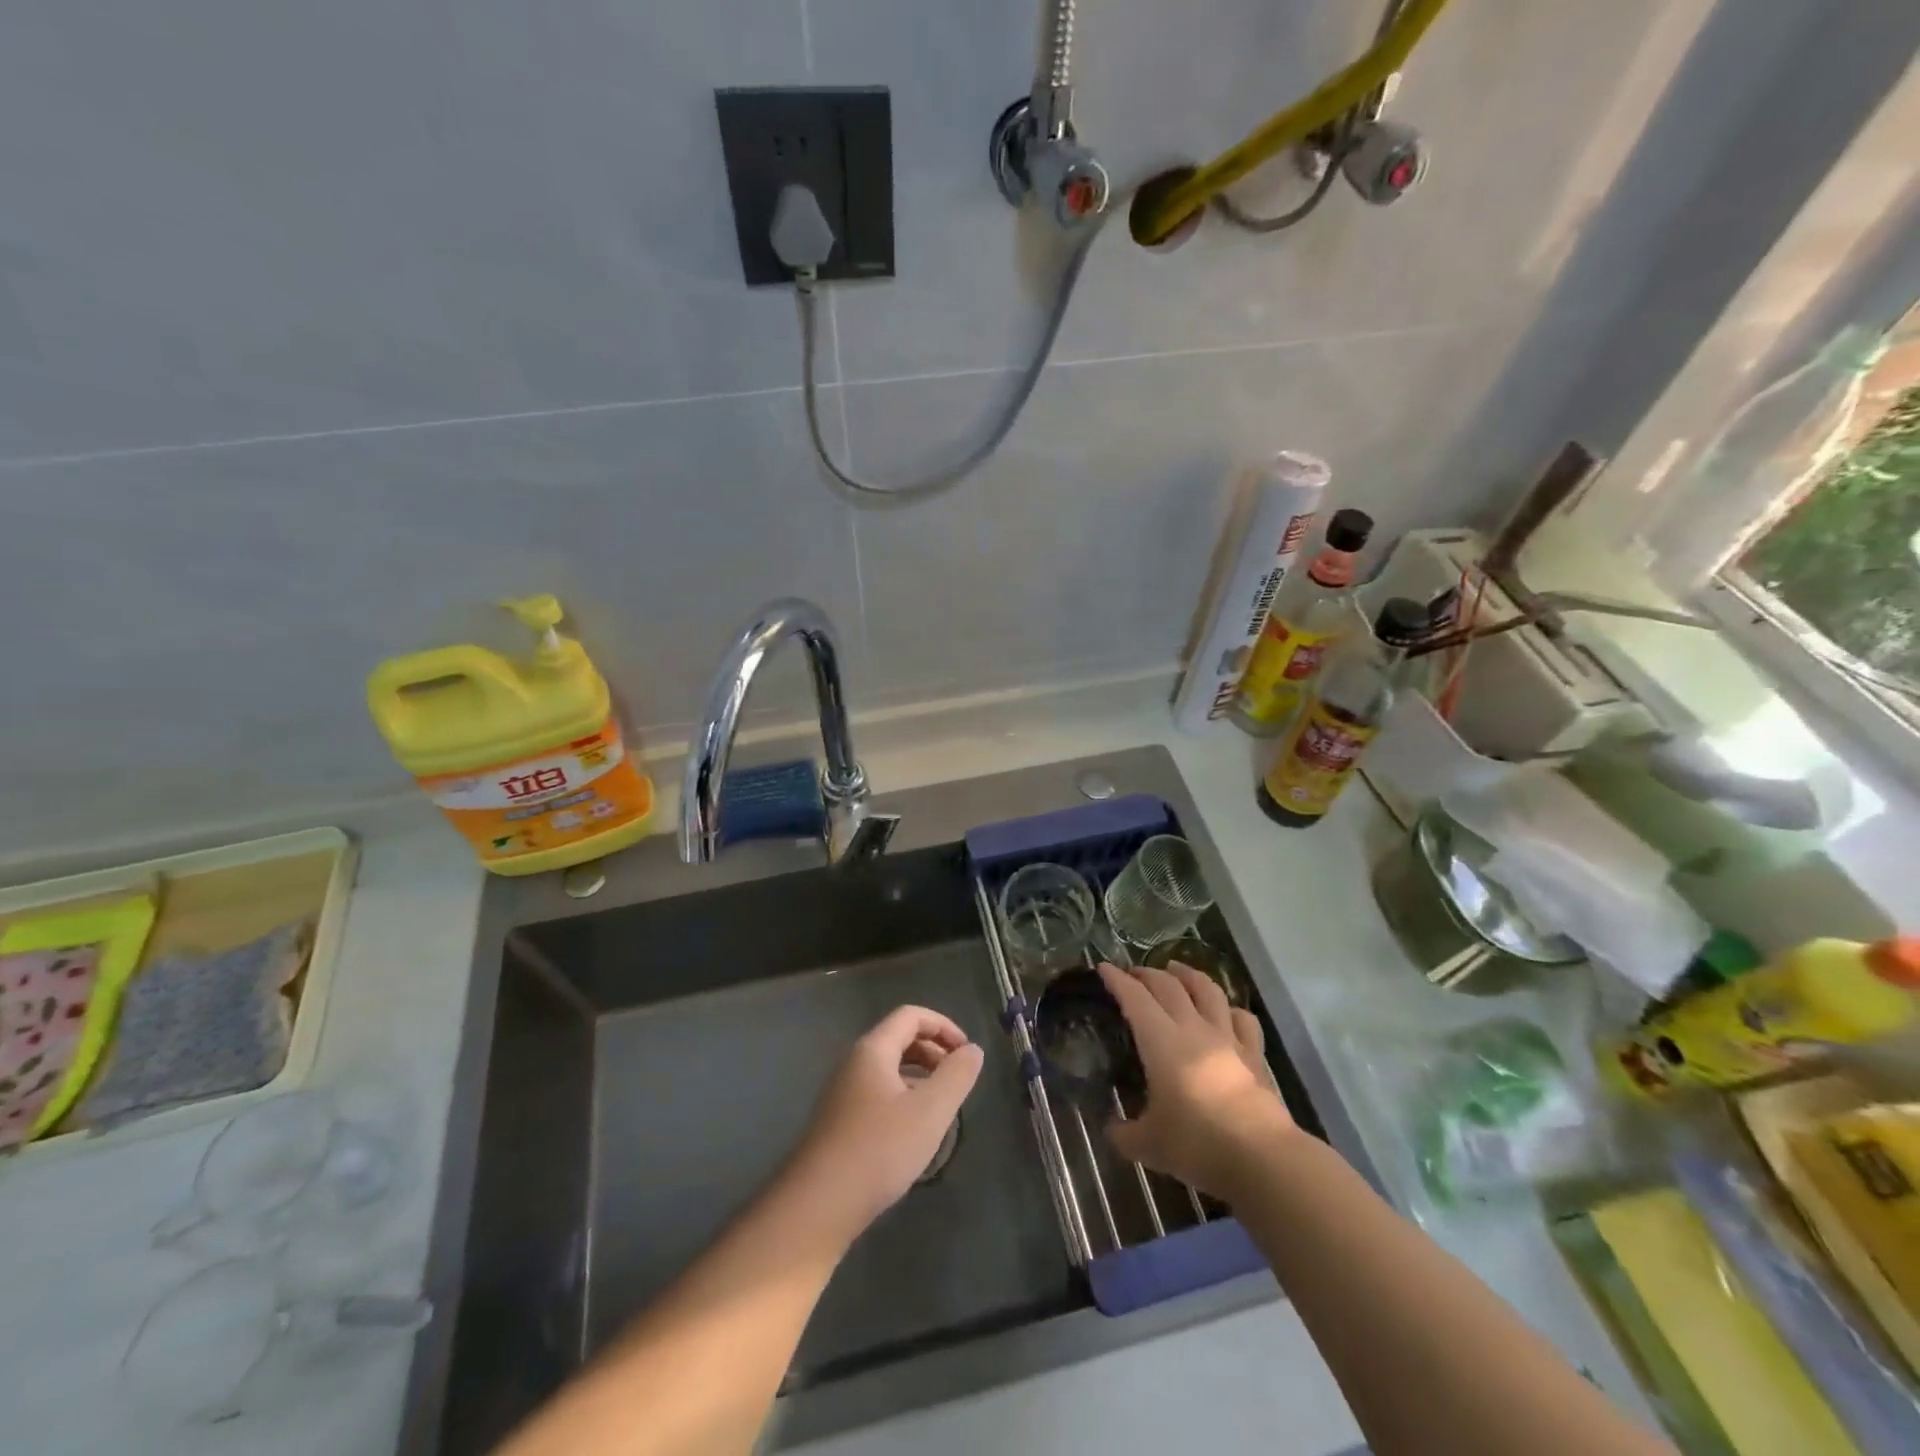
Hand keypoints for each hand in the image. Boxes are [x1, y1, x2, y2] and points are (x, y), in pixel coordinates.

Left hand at [782, 1006, 984, 1245]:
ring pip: (889, 1069)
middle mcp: (854, 1063)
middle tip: (958, 1080)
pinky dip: (903, 1098)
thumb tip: (972, 1050)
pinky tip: (914, 1133)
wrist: (817, 1205)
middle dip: (933, 1051)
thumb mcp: (930, 1111)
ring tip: (942, 1107)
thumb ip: (956, 1076)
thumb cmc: (879, 1149)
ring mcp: (843, 1093)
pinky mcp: (839, 1122)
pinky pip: (878, 1094)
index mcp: (873, 1049)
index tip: (967, 1053)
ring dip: (920, 1077)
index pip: (911, 1015)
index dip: (943, 1026)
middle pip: (899, 1039)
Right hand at [1098, 963, 1296, 1200]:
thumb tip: (1111, 1130)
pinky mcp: (1254, 1055)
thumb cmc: (1197, 1144)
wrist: (1262, 1158)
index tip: (1104, 967)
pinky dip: (1230, 1008)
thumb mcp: (1148, 1145)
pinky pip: (1243, 1019)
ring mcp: (1228, 1038)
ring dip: (1188, 974)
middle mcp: (1193, 1028)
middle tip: (1134, 972)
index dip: (1117, 980)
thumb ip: (1124, 1134)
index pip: (1134, 997)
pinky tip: (1226, 1011)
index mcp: (1160, 1041)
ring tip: (1177, 969)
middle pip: (1169, 986)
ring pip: (1207, 990)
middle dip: (1148, 973)